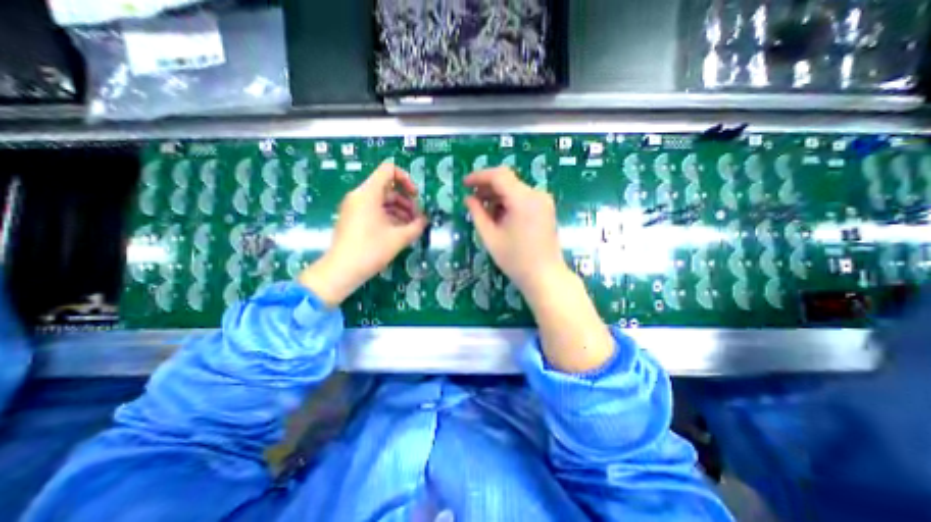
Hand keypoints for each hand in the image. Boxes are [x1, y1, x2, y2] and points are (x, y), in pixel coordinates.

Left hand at [300, 162, 426, 305]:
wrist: (341, 270)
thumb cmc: (371, 250)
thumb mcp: (399, 238)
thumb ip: (416, 226)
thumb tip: (425, 220)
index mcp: (368, 193)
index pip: (389, 170)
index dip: (406, 179)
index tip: (416, 197)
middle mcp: (359, 196)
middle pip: (387, 187)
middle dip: (406, 201)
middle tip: (417, 218)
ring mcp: (354, 207)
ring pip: (382, 200)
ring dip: (399, 210)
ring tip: (411, 227)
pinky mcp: (353, 218)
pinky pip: (374, 210)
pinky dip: (389, 216)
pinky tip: (399, 231)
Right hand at [464, 164, 571, 299]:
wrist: (545, 276)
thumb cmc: (515, 260)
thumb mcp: (491, 237)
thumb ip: (477, 214)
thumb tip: (468, 198)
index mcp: (523, 200)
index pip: (499, 175)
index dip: (479, 176)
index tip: (464, 183)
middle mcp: (536, 194)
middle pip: (508, 180)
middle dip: (487, 187)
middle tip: (471, 199)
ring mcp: (543, 201)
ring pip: (515, 189)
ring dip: (497, 195)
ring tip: (483, 210)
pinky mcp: (546, 208)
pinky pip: (523, 197)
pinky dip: (509, 202)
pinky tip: (499, 215)